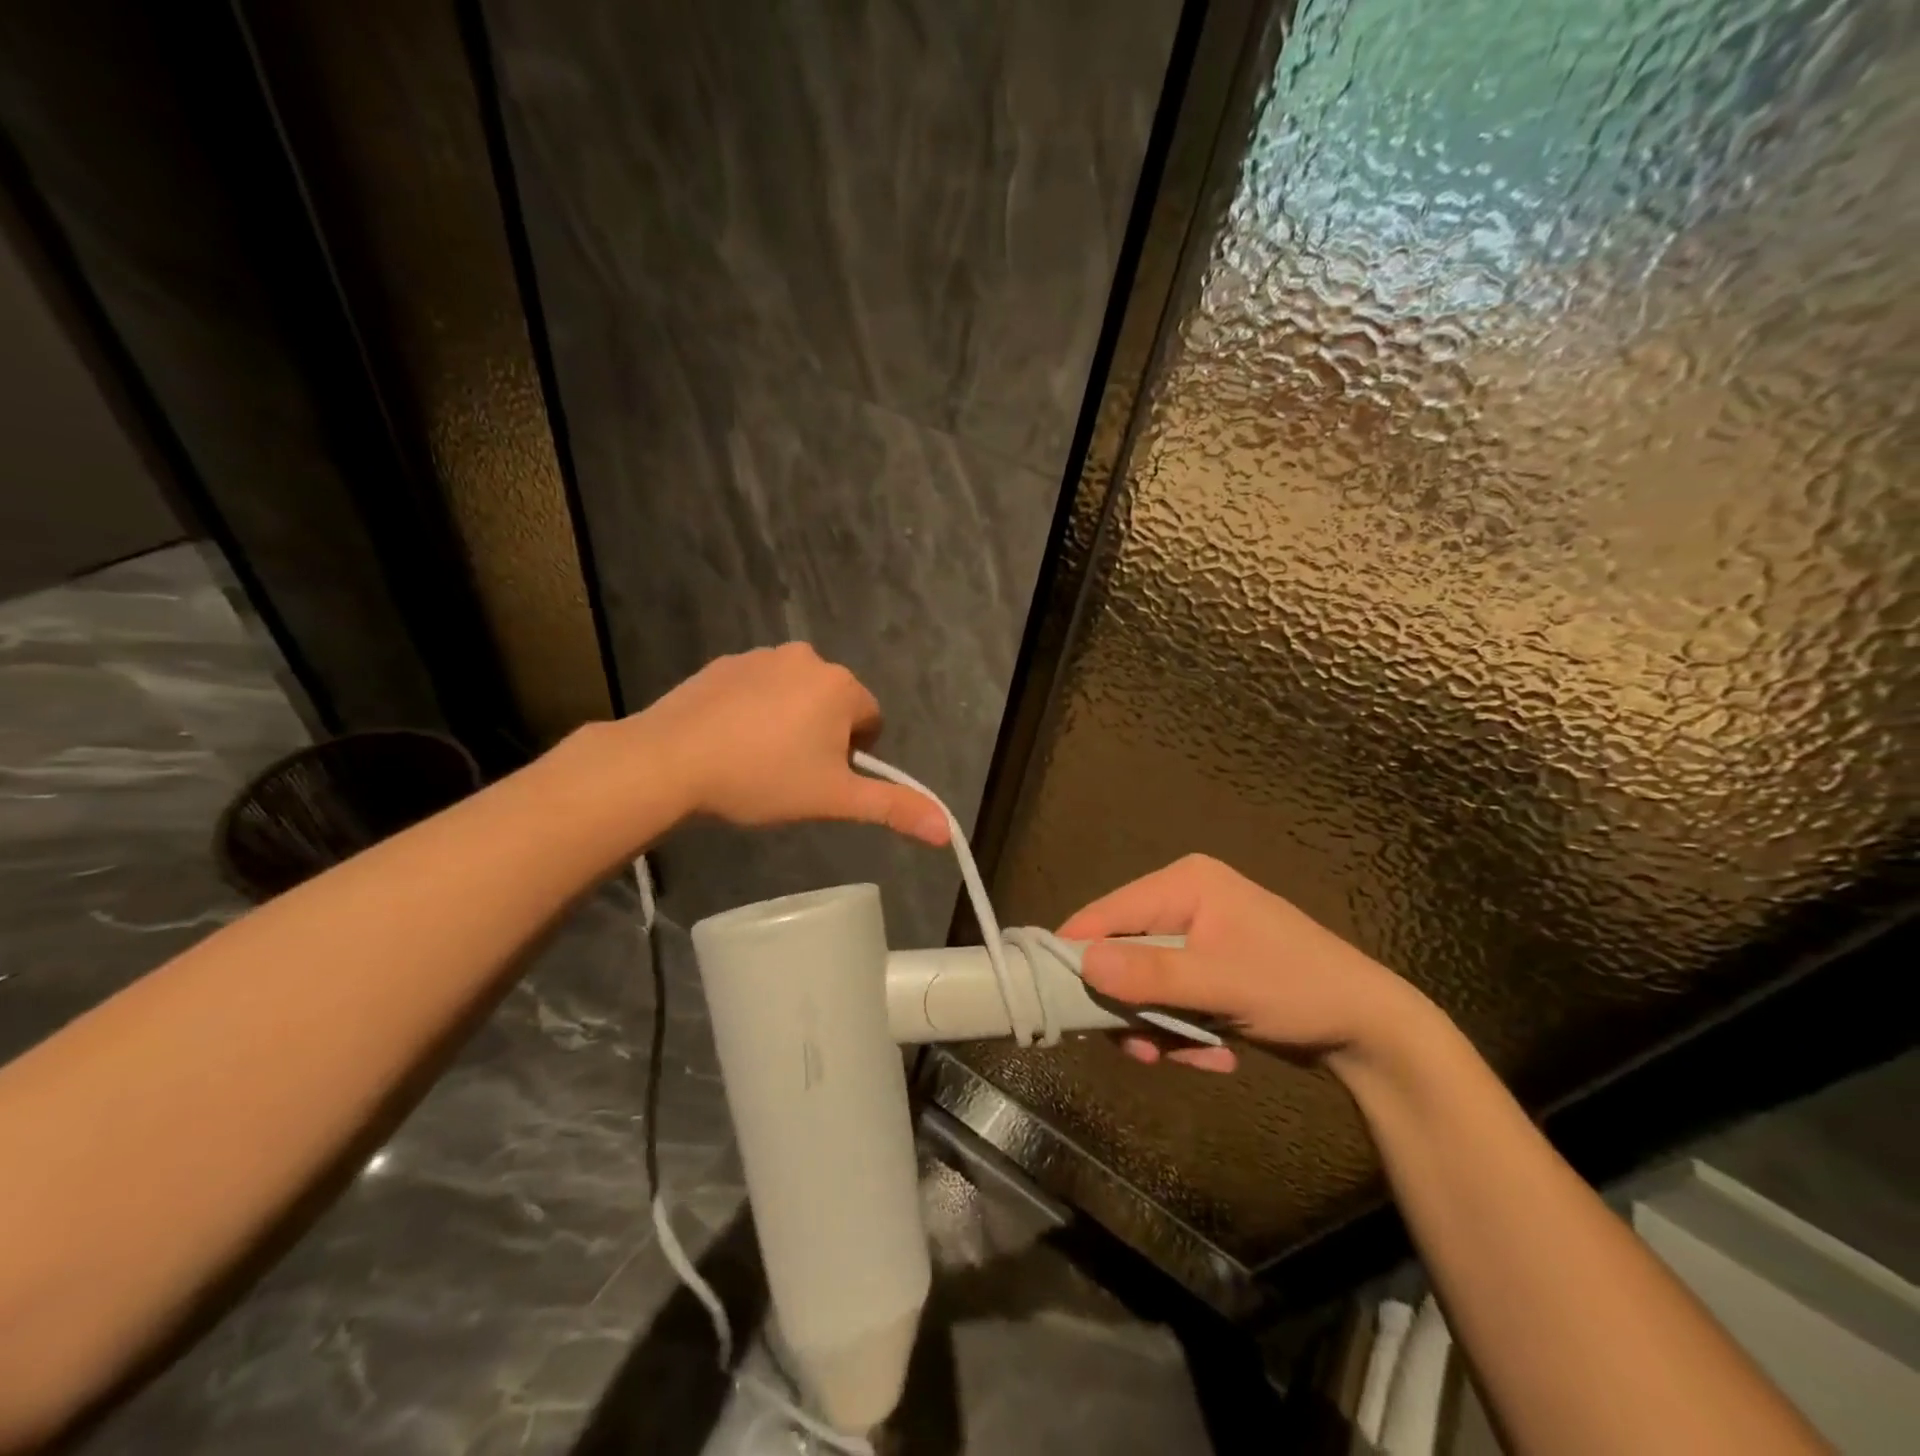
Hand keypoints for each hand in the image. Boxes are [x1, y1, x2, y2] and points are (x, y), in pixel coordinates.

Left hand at [632, 644, 949, 844]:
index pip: (871, 720)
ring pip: (795, 695)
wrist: (670, 760)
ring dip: (789, 722)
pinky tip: (729, 741)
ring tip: (756, 760)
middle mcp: (807, 658)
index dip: (853, 756)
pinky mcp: (724, 663)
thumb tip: (947, 830)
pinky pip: (757, 688)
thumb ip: (893, 808)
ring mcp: (761, 656)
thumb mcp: (834, 799)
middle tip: (790, 774)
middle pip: (834, 705)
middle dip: (822, 736)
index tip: (821, 780)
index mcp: (841, 686)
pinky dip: (753, 710)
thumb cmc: (762, 779)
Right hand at [1058, 855, 1424, 1073]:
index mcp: (1184, 884)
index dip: (1077, 954)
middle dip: (1131, 1006)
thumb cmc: (1296, 989)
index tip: (1054, 1001)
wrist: (1369, 1029)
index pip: (1107, 913)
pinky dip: (1182, 1031)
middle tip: (1141, 1051)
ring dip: (1159, 1027)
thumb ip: (1150, 974)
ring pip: (1144, 984)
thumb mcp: (1220, 983)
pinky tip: (1215, 1055)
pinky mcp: (1207, 967)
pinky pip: (1170, 998)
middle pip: (1123, 953)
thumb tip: (1082, 965)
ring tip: (1190, 1058)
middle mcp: (1183, 901)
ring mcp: (1196, 935)